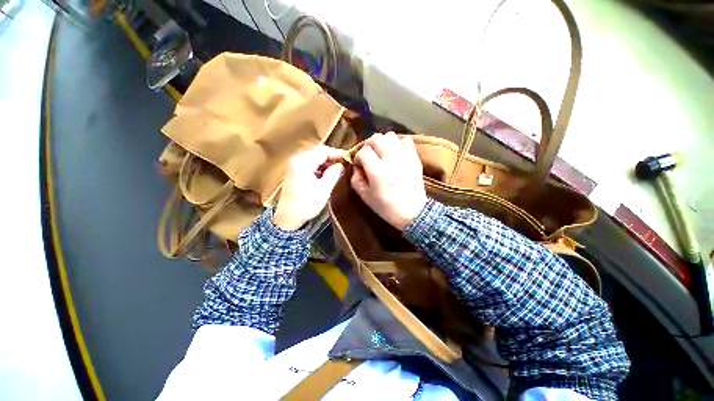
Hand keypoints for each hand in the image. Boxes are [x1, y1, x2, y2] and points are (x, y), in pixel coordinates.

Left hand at [274, 145, 345, 230]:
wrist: (288, 218)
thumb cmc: (306, 204)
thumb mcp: (324, 189)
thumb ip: (334, 174)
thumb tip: (342, 164)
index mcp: (303, 162)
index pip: (324, 151)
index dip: (338, 153)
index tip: (349, 158)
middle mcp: (297, 159)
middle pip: (318, 152)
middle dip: (332, 157)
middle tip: (345, 164)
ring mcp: (294, 165)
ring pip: (315, 157)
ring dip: (327, 162)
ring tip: (338, 169)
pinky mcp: (295, 171)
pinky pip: (310, 164)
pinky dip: (320, 167)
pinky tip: (327, 174)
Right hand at [351, 132, 426, 230]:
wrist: (413, 213)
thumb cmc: (386, 207)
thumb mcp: (366, 197)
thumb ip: (356, 180)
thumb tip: (356, 167)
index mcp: (377, 170)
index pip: (363, 151)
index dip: (358, 156)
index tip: (359, 165)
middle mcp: (390, 159)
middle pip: (376, 138)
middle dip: (369, 145)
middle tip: (369, 156)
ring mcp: (404, 157)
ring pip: (391, 136)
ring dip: (383, 142)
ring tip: (383, 153)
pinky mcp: (414, 158)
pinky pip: (407, 141)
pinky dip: (399, 144)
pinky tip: (396, 153)